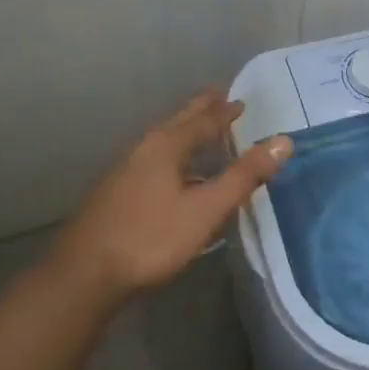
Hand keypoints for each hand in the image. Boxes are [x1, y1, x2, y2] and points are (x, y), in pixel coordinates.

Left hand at [50, 91, 292, 301]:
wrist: (86, 273)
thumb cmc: (152, 237)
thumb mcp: (206, 209)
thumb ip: (244, 176)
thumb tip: (283, 141)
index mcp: (166, 146)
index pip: (202, 120)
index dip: (223, 112)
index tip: (239, 100)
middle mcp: (143, 149)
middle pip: (177, 122)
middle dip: (199, 110)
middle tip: (217, 95)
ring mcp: (124, 169)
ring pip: (161, 140)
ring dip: (183, 131)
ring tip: (197, 130)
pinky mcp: (114, 191)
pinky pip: (151, 159)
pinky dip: (170, 154)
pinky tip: (171, 174)